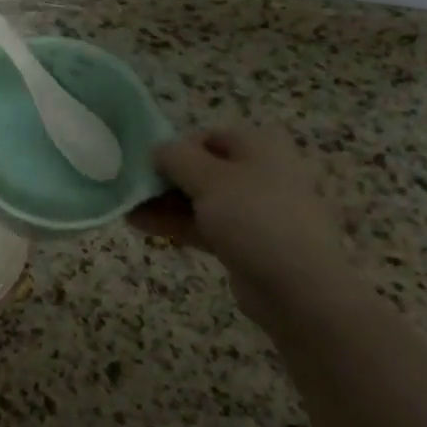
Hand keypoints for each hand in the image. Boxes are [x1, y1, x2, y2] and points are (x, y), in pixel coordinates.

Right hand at [129, 128, 345, 321]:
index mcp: (260, 147)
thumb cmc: (254, 218)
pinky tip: (144, 227)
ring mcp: (257, 212)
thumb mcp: (208, 179)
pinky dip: (179, 224)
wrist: (298, 289)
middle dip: (167, 179)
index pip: (209, 137)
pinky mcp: (249, 244)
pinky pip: (209, 226)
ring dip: (166, 203)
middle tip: (133, 190)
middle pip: (205, 169)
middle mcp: (262, 174)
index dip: (177, 148)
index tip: (149, 166)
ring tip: (128, 210)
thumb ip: (176, 158)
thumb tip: (157, 149)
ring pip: (204, 200)